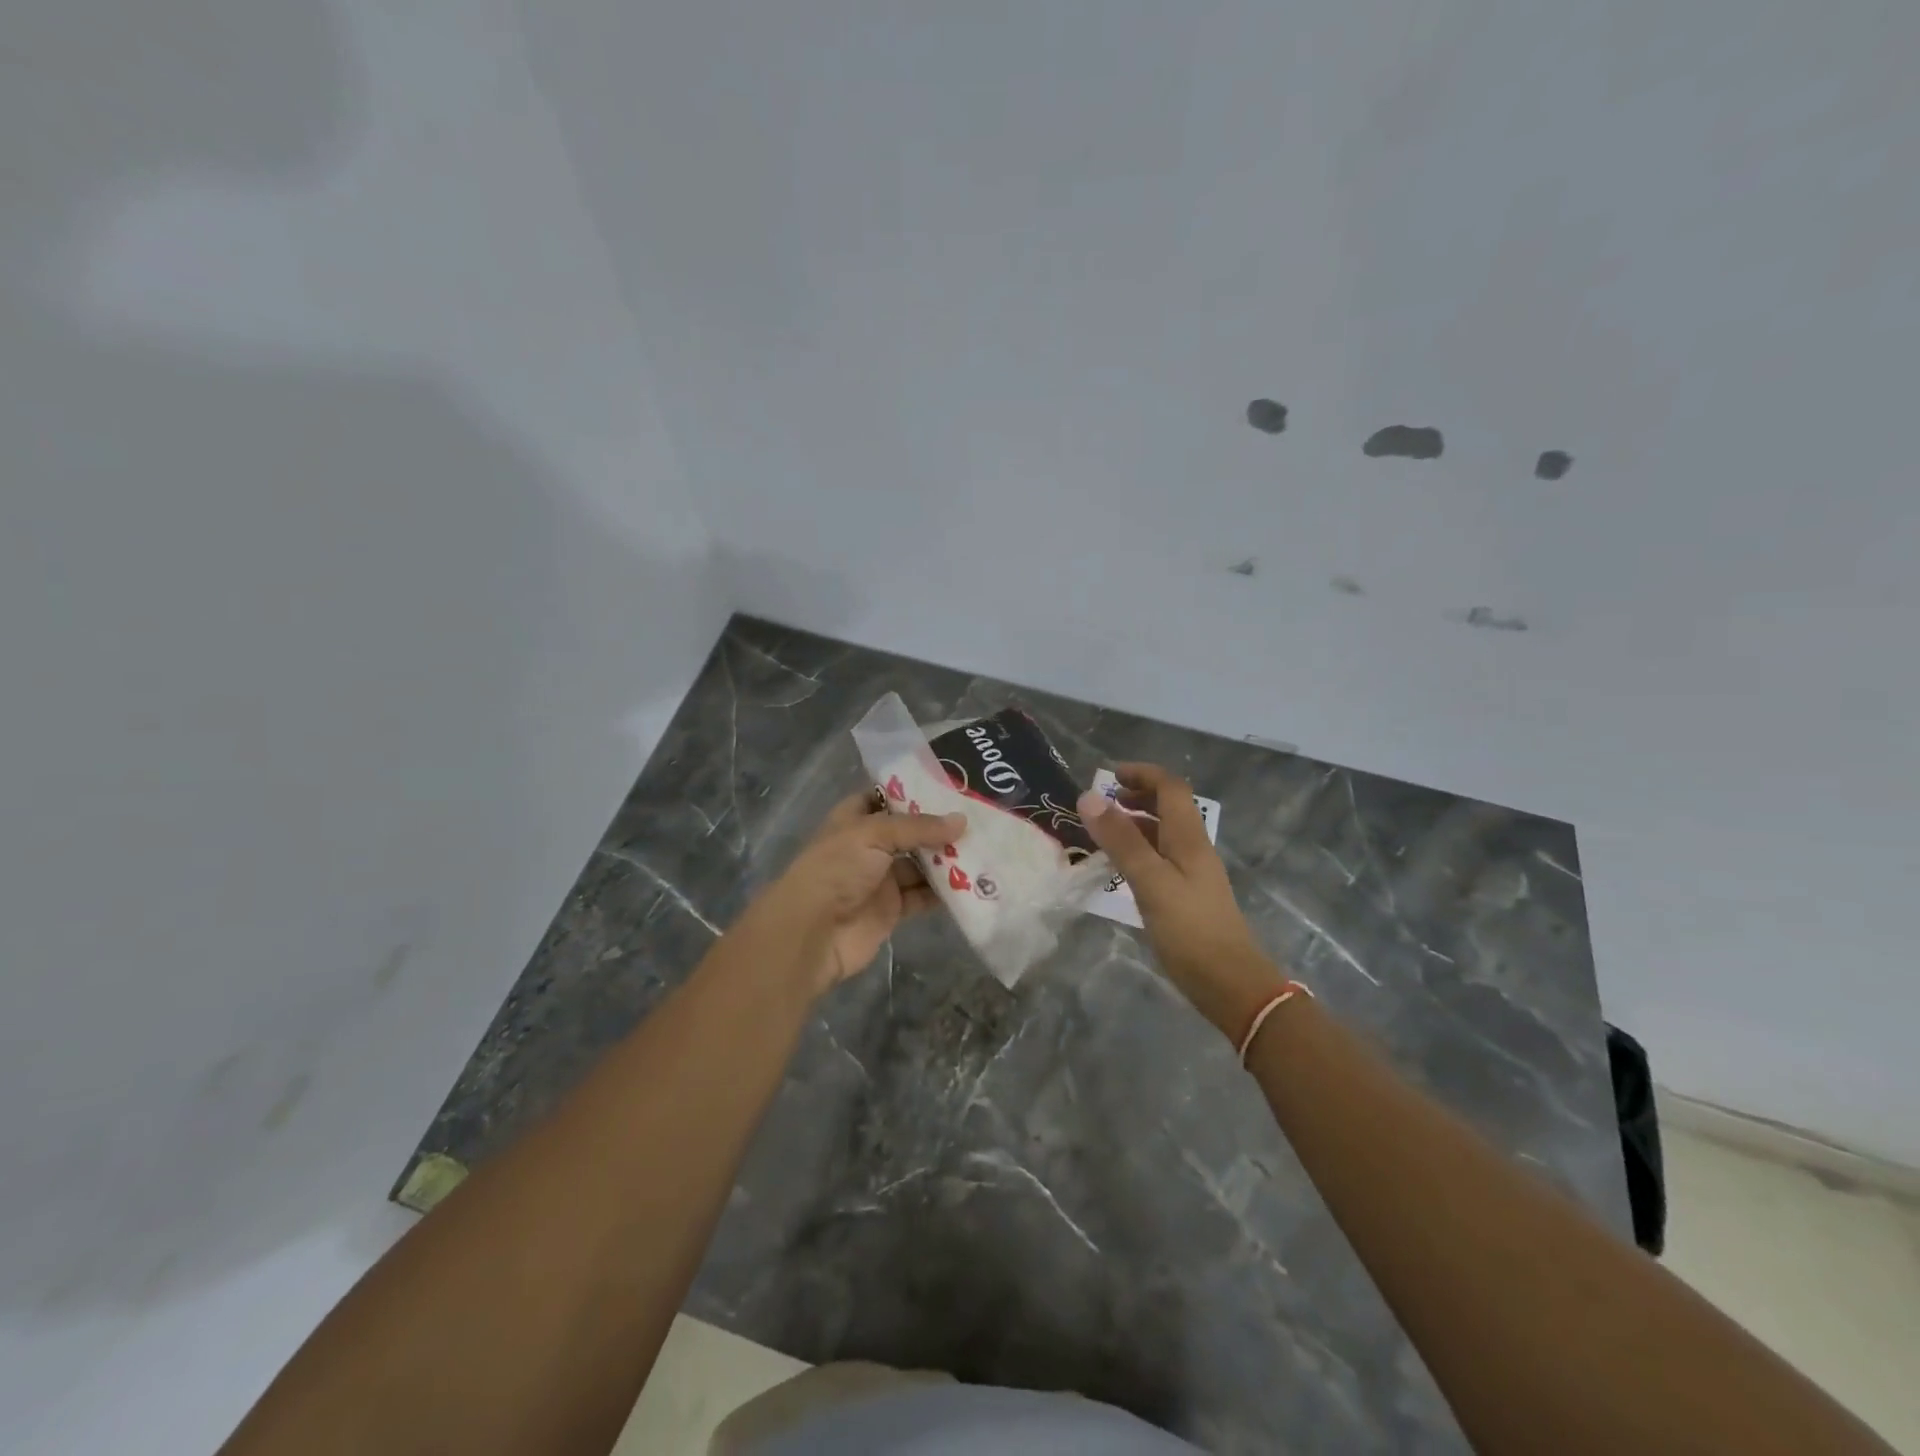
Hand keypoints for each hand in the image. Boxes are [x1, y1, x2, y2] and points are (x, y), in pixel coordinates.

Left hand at [758, 792, 966, 995]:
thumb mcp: (874, 834)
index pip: (885, 797)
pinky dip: (946, 892)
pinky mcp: (893, 910)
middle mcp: (868, 846)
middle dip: (939, 827)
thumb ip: (918, 827)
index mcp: (854, 820)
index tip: (950, 785)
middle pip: (909, 832)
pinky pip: (924, 896)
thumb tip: (961, 821)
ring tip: (985, 847)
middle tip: (981, 817)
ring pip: (921, 864)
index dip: (912, 791)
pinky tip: (974, 882)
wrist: (812, 933)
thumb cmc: (836, 870)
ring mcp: (881, 879)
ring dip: (948, 859)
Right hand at [1076, 764, 1283, 1038]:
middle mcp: (1193, 848)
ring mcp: (1192, 873)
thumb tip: (1089, 797)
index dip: (1142, 774)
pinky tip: (1119, 868)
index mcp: (1189, 837)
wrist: (1231, 985)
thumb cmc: (1190, 929)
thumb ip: (1121, 839)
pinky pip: (1160, 858)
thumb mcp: (1150, 881)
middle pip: (1169, 807)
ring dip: (1135, 824)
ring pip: (1163, 834)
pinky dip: (1138, 851)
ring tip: (1102, 832)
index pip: (1170, 787)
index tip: (1109, 776)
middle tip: (1102, 804)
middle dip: (1137, 796)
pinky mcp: (1187, 896)